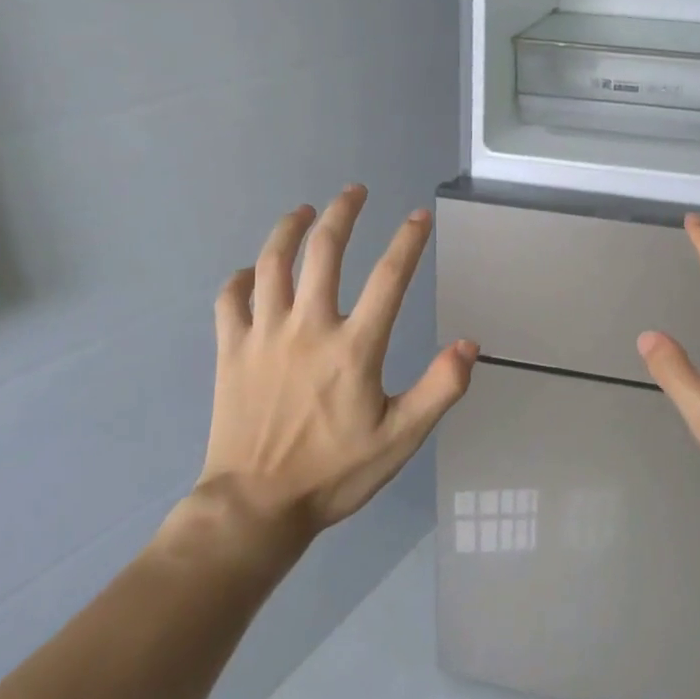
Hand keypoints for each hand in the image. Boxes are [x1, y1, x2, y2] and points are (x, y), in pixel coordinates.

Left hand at [195, 186, 477, 536]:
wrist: (254, 507)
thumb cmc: (333, 473)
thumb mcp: (400, 439)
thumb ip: (439, 389)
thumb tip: (469, 344)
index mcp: (353, 347)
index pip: (389, 278)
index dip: (408, 241)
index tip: (419, 216)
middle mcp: (308, 327)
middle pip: (325, 252)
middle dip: (343, 213)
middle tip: (354, 191)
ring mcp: (264, 335)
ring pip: (274, 263)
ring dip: (290, 229)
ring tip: (304, 211)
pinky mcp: (230, 351)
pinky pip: (230, 299)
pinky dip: (241, 278)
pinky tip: (253, 272)